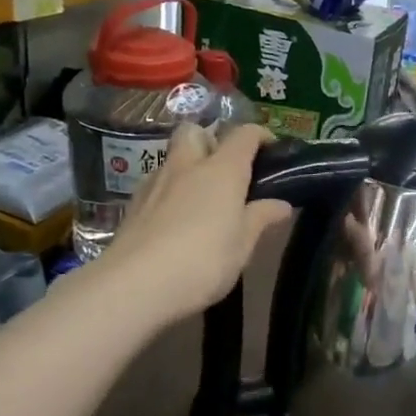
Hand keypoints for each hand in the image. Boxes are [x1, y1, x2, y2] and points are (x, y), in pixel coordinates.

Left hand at [101, 124, 293, 323]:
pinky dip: (172, 191)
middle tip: (228, 170)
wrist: (135, 284)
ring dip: (190, 166)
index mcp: (222, 170)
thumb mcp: (243, 245)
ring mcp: (155, 183)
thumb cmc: (203, 261)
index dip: (261, 135)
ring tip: (204, 200)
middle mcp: (187, 166)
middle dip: (212, 139)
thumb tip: (281, 204)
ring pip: (173, 157)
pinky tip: (178, 219)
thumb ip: (261, 218)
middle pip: (196, 131)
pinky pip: (158, 184)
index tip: (272, 150)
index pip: (244, 134)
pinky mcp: (134, 204)